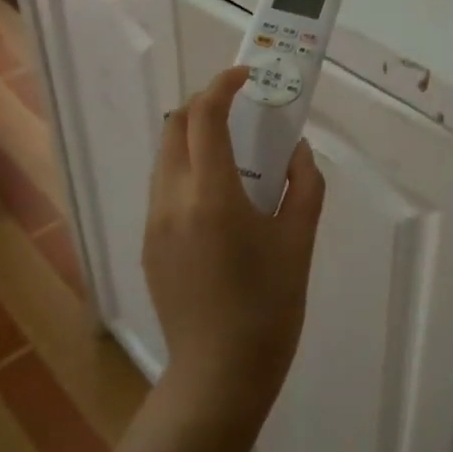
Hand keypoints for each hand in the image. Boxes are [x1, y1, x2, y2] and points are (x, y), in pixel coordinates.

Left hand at [142, 66, 326, 430]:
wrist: (220, 374)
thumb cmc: (270, 306)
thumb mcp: (299, 240)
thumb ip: (303, 183)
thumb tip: (296, 150)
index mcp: (212, 195)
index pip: (204, 116)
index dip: (223, 86)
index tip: (247, 77)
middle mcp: (172, 200)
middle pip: (174, 126)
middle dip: (203, 105)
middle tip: (240, 109)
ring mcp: (154, 223)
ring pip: (164, 157)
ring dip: (192, 138)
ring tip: (232, 153)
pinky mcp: (148, 245)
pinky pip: (163, 188)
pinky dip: (185, 170)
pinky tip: (217, 199)